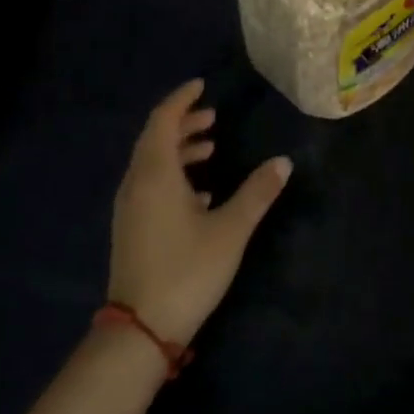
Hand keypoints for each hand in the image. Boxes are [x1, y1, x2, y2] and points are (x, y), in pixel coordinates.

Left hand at [108, 80, 292, 345]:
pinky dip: (173, 176)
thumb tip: (283, 162)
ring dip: (179, 151)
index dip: (181, 100)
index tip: (201, 86)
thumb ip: (257, 193)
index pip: (163, 121)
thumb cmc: (188, 271)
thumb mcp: (231, 230)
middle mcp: (136, 183)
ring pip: (152, 164)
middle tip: (213, 118)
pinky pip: (150, 186)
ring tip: (211, 150)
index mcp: (155, 174)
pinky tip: (200, 194)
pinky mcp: (131, 228)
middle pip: (155, 139)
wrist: (142, 328)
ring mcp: (130, 207)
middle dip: (183, 124)